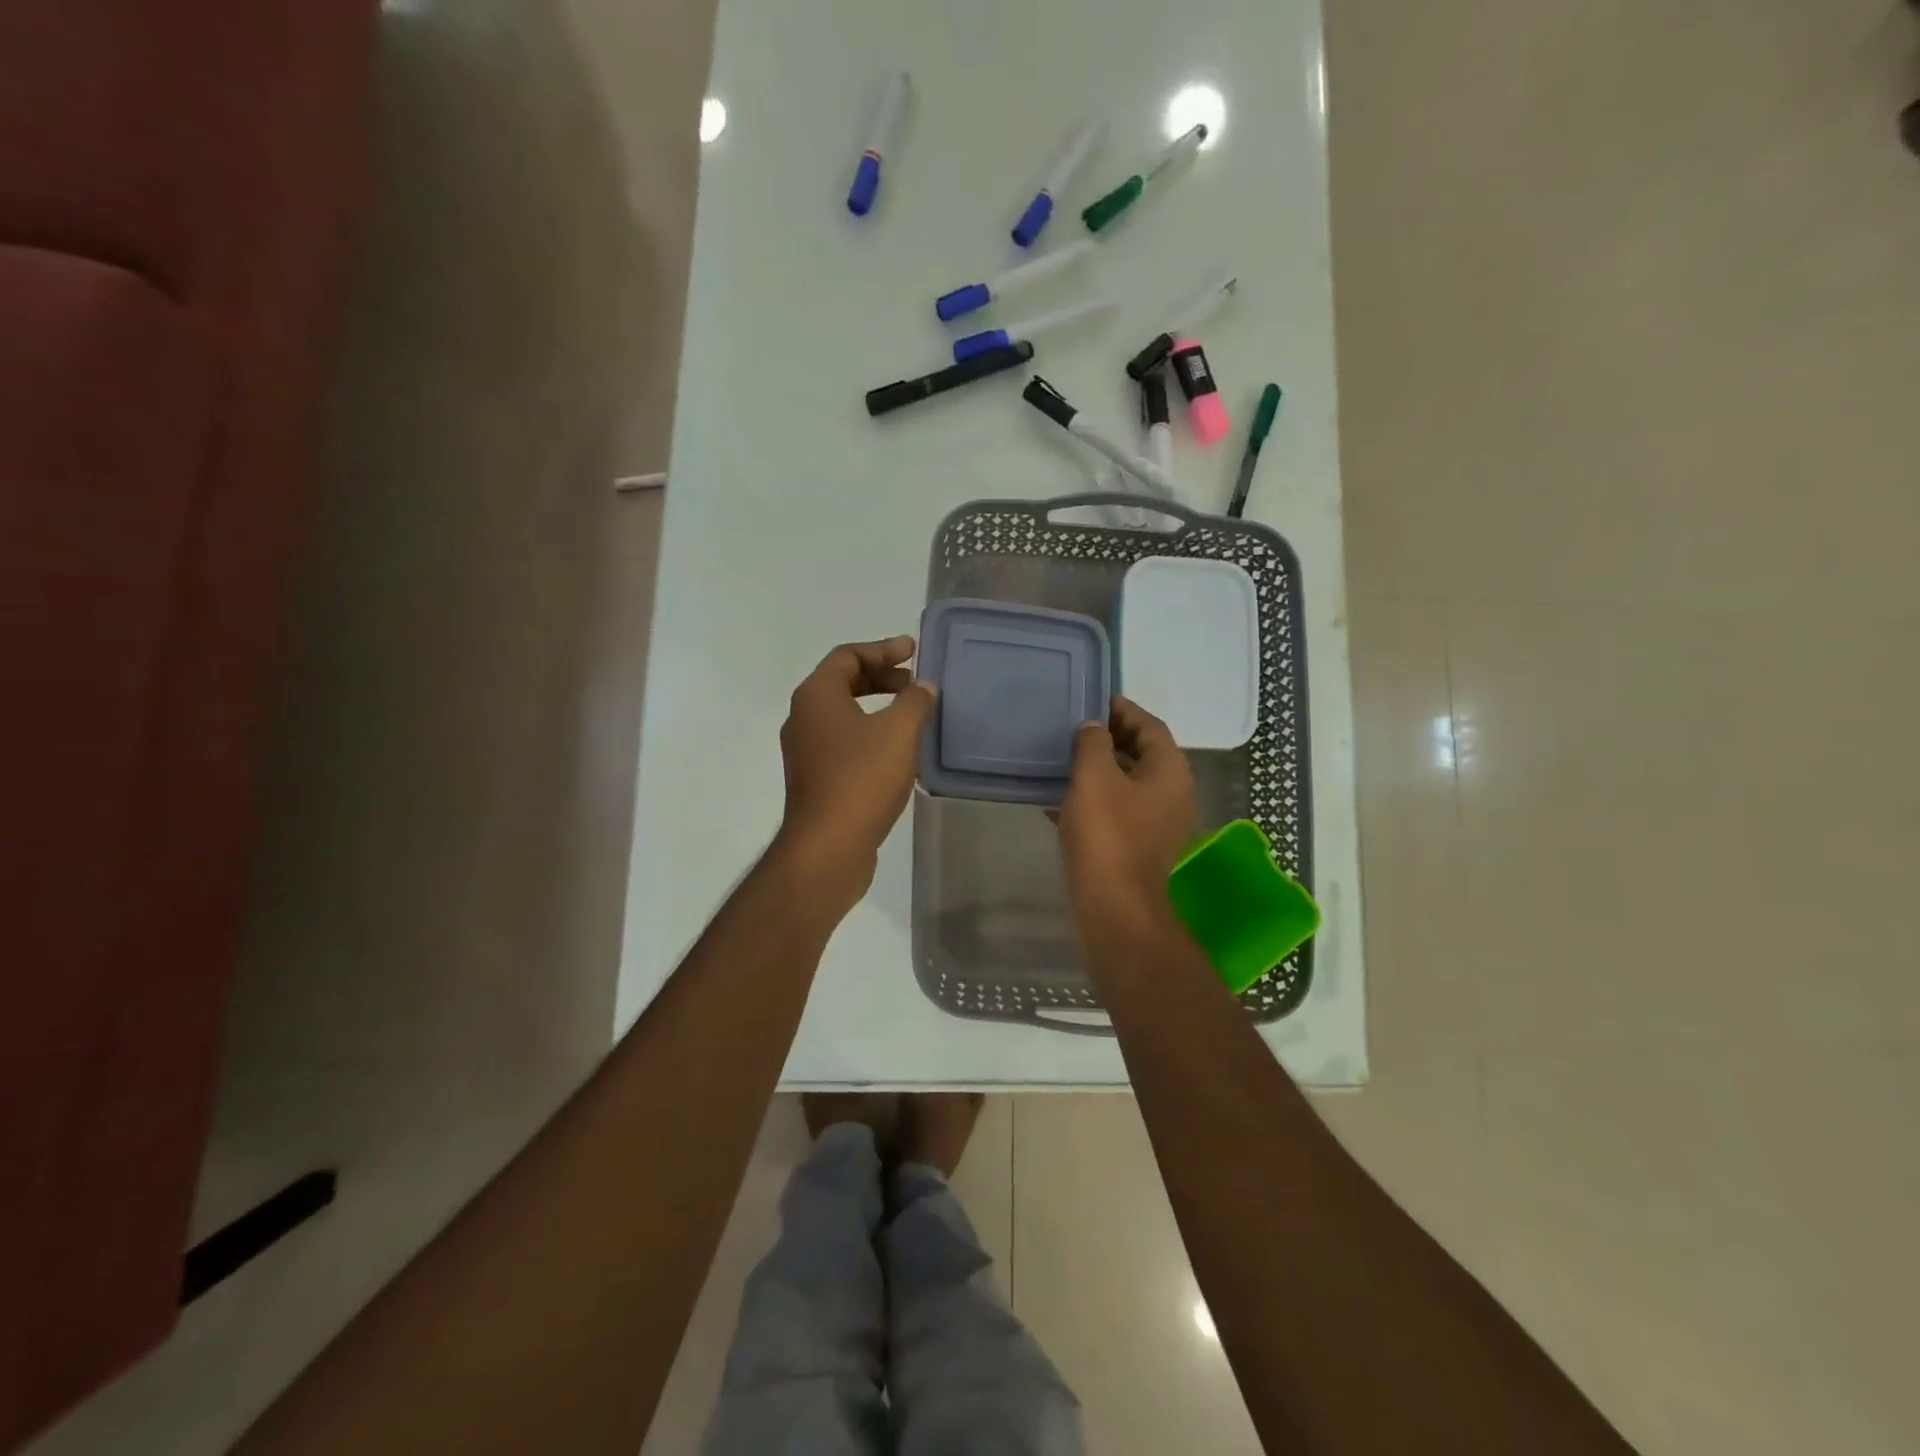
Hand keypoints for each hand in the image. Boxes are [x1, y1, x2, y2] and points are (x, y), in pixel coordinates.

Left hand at [776, 636, 935, 898]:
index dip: (883, 649)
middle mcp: (803, 718)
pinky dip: (870, 735)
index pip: (848, 656)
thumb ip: (915, 701)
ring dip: (877, 707)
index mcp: (816, 696)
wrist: (828, 847)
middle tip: (915, 682)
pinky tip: (898, 751)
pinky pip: (844, 743)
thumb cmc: (861, 778)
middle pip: (843, 682)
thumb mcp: (898, 732)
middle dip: (881, 677)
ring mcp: (806, 751)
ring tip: (911, 714)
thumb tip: (923, 686)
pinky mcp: (815, 779)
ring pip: (844, 715)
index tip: (913, 651)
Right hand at [1060, 696, 1199, 946]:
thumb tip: (1094, 727)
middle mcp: (1171, 793)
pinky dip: (1095, 798)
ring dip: (1100, 769)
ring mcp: (1157, 822)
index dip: (1123, 709)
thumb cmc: (1107, 835)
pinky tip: (1061, 800)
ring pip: (1128, 783)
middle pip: (1143, 753)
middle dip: (1110, 738)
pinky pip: (1118, 809)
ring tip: (1064, 759)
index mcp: (1169, 770)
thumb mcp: (1094, 778)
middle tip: (1075, 728)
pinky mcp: (1139, 846)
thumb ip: (1093, 743)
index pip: (1150, 726)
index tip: (1094, 700)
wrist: (1115, 908)